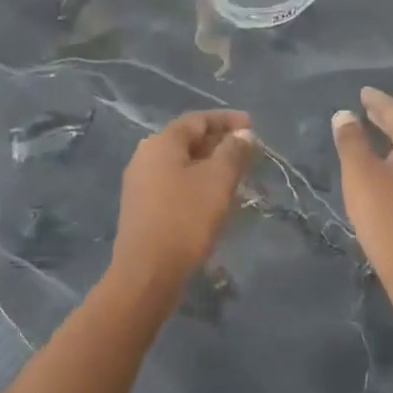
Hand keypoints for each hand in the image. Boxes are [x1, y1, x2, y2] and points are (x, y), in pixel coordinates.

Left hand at [110, 109, 254, 300]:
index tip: (253, 126)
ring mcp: (140, 182)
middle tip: (247, 151)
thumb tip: (243, 134)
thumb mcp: (217, 181)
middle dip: (219, 142)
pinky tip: (213, 196)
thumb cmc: (185, 219)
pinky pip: (173, 182)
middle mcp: (146, 155)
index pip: (198, 119)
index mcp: (162, 142)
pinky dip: (196, 181)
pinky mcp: (141, 206)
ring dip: (209, 163)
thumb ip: (233, 152)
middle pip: (187, 139)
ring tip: (235, 174)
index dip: (227, 120)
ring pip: (181, 162)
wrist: (147, 273)